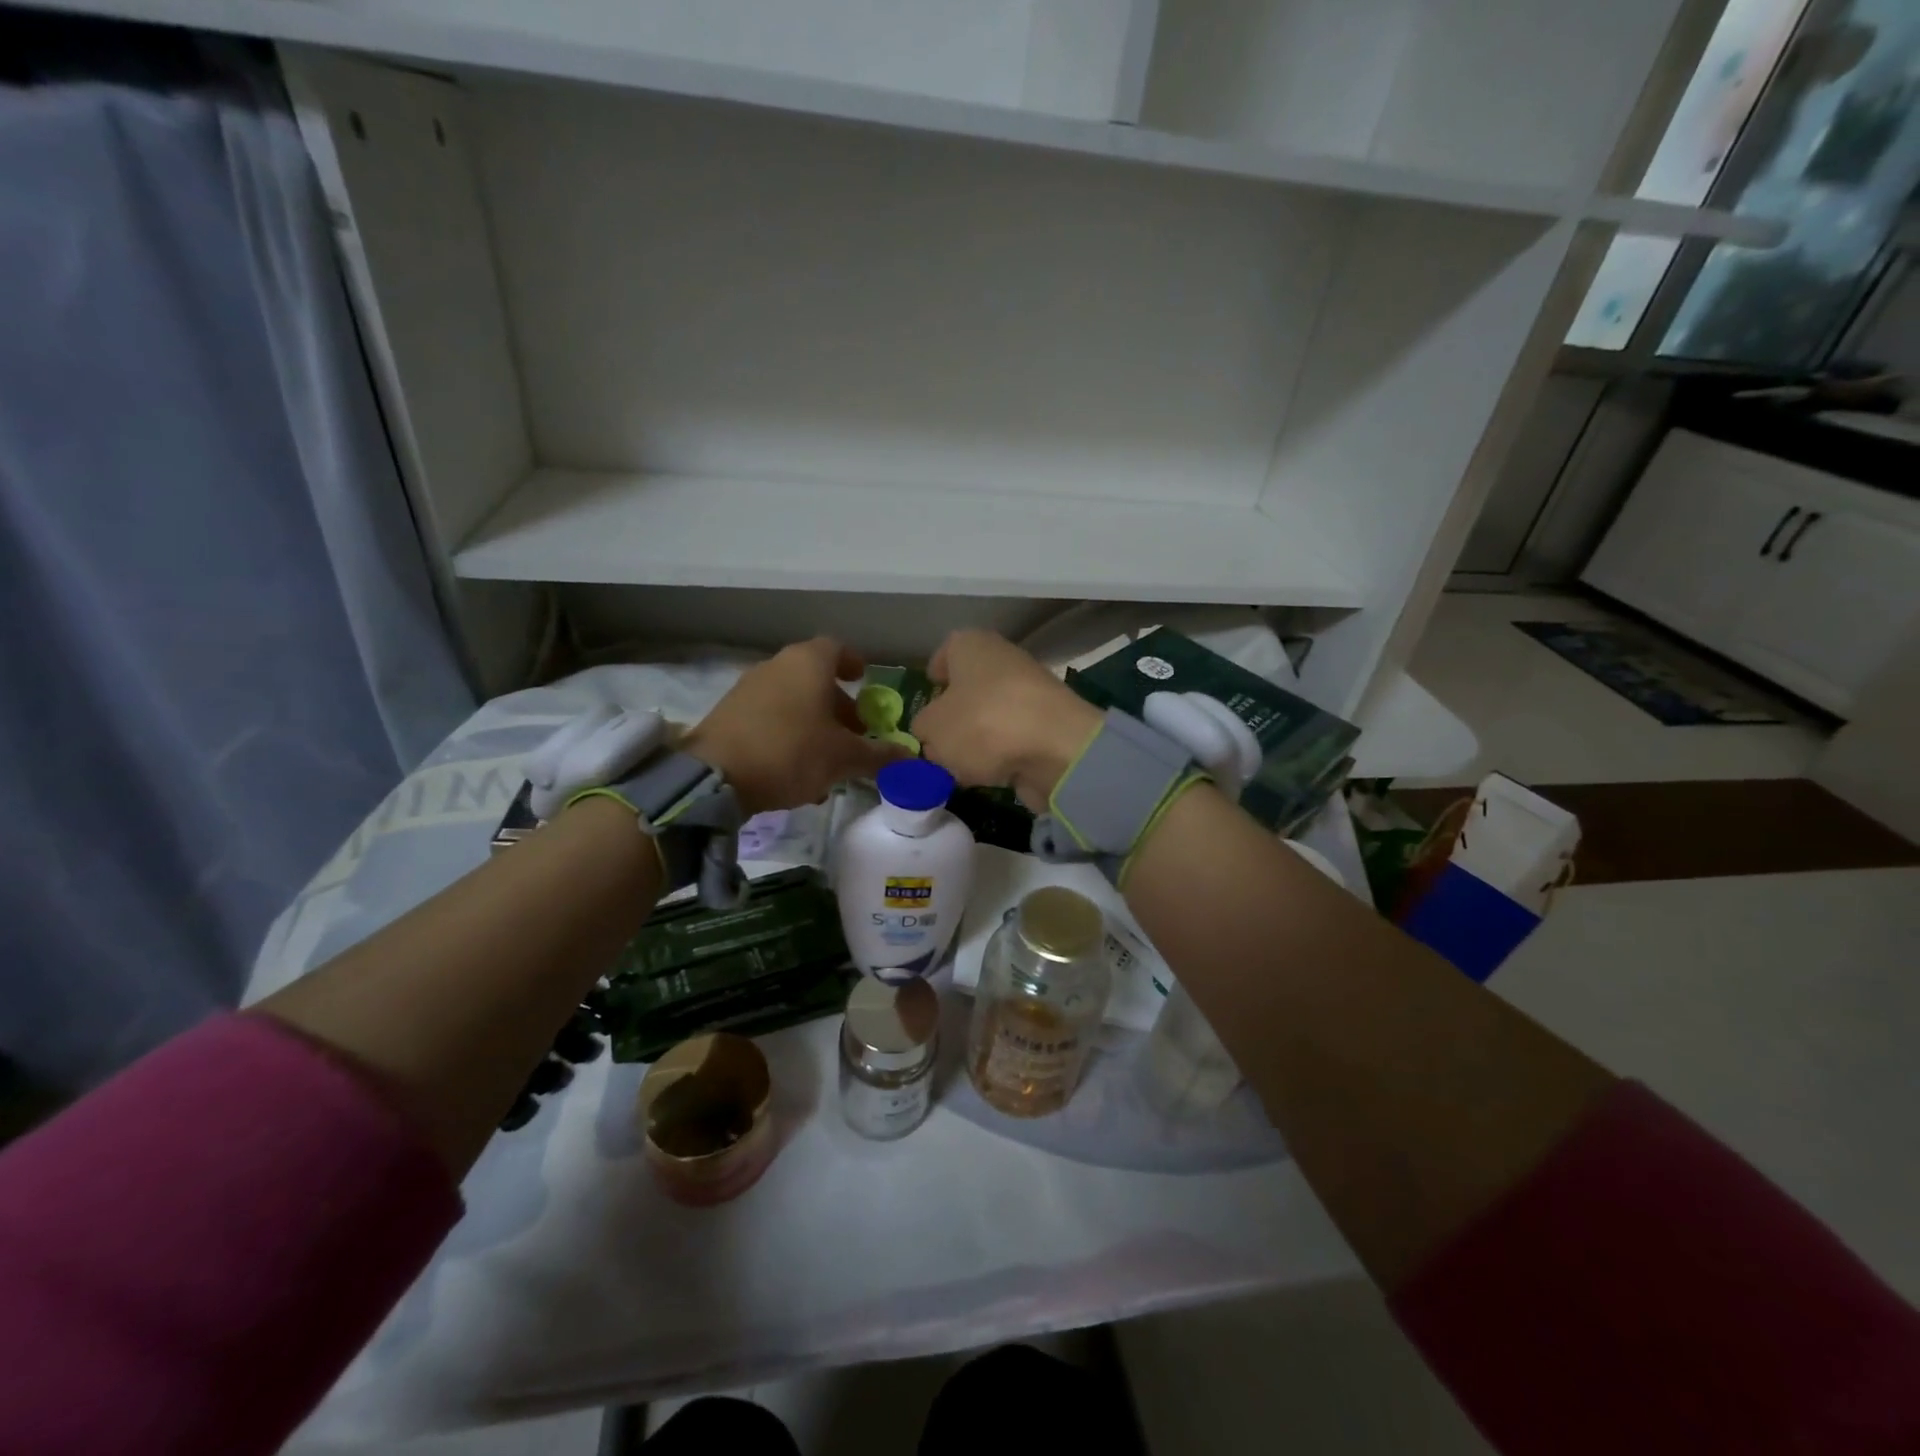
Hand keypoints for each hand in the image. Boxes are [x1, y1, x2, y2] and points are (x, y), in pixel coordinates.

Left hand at [684, 638, 904, 816]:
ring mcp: (748, 689)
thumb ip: (879, 755)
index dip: (854, 664)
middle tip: (856, 733)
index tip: (865, 681)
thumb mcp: (844, 758)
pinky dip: (789, 736)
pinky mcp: (729, 715)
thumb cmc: (791, 752)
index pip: (837, 648)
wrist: (715, 776)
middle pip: (814, 678)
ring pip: (792, 702)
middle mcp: (777, 666)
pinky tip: (797, 773)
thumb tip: (910, 757)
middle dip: (839, 705)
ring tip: (830, 761)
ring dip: (815, 725)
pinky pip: (770, 719)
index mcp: (808, 663)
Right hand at [912, 631, 1101, 810]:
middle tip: (938, 742)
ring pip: (991, 713)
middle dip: (955, 714)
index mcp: (970, 644)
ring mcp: (1031, 691)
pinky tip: (993, 774)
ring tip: (963, 766)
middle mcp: (1003, 658)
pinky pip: (1014, 737)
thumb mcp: (932, 730)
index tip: (928, 696)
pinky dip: (1003, 753)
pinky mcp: (1049, 723)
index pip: (946, 651)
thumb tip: (933, 735)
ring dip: (978, 737)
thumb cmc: (982, 724)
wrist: (1056, 749)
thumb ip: (924, 730)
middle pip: (970, 686)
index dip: (935, 674)